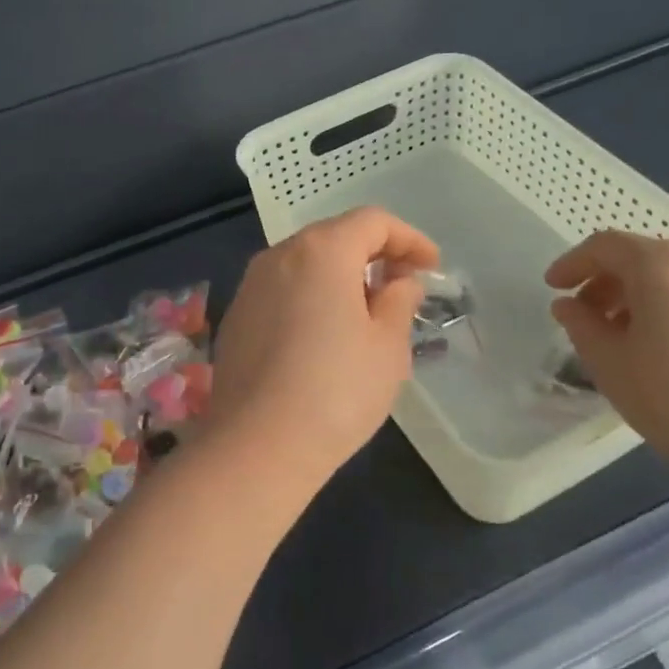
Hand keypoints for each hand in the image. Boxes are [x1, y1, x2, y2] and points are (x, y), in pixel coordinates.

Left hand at [206, 207, 437, 491]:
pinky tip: (324, 334)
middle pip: (335, 236)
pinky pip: (283, 289)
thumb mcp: (387, 346)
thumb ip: (399, 300)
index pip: (372, 221)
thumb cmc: (336, 391)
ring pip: (306, 262)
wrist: (257, 446)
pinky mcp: (236, 316)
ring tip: (367, 312)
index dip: (409, 239)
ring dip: (341, 275)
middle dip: (374, 254)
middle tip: (402, 287)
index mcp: (321, 250)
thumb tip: (399, 281)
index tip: (432, 268)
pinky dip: (311, 295)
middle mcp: (280, 255)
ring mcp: (251, 285)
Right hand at [545, 232, 668, 486]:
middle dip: (616, 283)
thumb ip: (580, 324)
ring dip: (661, 296)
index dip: (574, 263)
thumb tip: (570, 306)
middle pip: (652, 258)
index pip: (606, 247)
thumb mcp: (609, 364)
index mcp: (664, 265)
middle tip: (597, 318)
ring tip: (649, 337)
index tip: (555, 287)